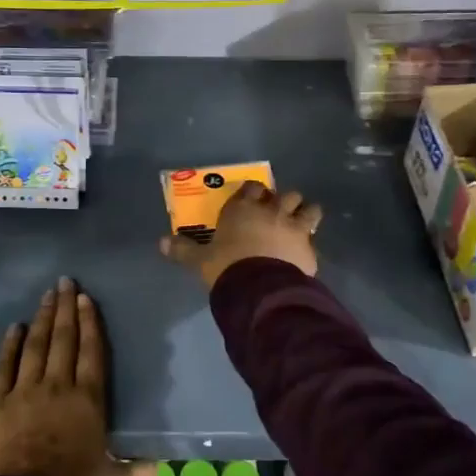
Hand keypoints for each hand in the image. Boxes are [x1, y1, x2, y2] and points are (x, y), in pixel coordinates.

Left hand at [0, 277, 156, 475]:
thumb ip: (136, 472)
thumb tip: (160, 468)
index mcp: (88, 400)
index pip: (91, 352)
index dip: (89, 323)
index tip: (85, 299)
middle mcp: (57, 387)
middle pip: (63, 340)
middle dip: (66, 309)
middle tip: (65, 282)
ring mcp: (24, 392)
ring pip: (35, 346)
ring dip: (43, 319)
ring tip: (46, 296)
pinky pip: (4, 366)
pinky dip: (10, 345)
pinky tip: (15, 328)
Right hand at [159, 180, 321, 289]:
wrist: (259, 288)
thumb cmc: (226, 267)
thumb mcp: (200, 260)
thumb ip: (183, 250)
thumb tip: (161, 242)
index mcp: (243, 208)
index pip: (252, 187)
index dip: (253, 192)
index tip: (252, 199)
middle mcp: (271, 210)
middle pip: (286, 194)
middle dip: (283, 201)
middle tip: (277, 213)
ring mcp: (294, 226)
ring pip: (310, 208)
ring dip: (306, 214)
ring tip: (300, 224)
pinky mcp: (309, 247)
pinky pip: (314, 239)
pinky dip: (309, 243)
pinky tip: (303, 253)